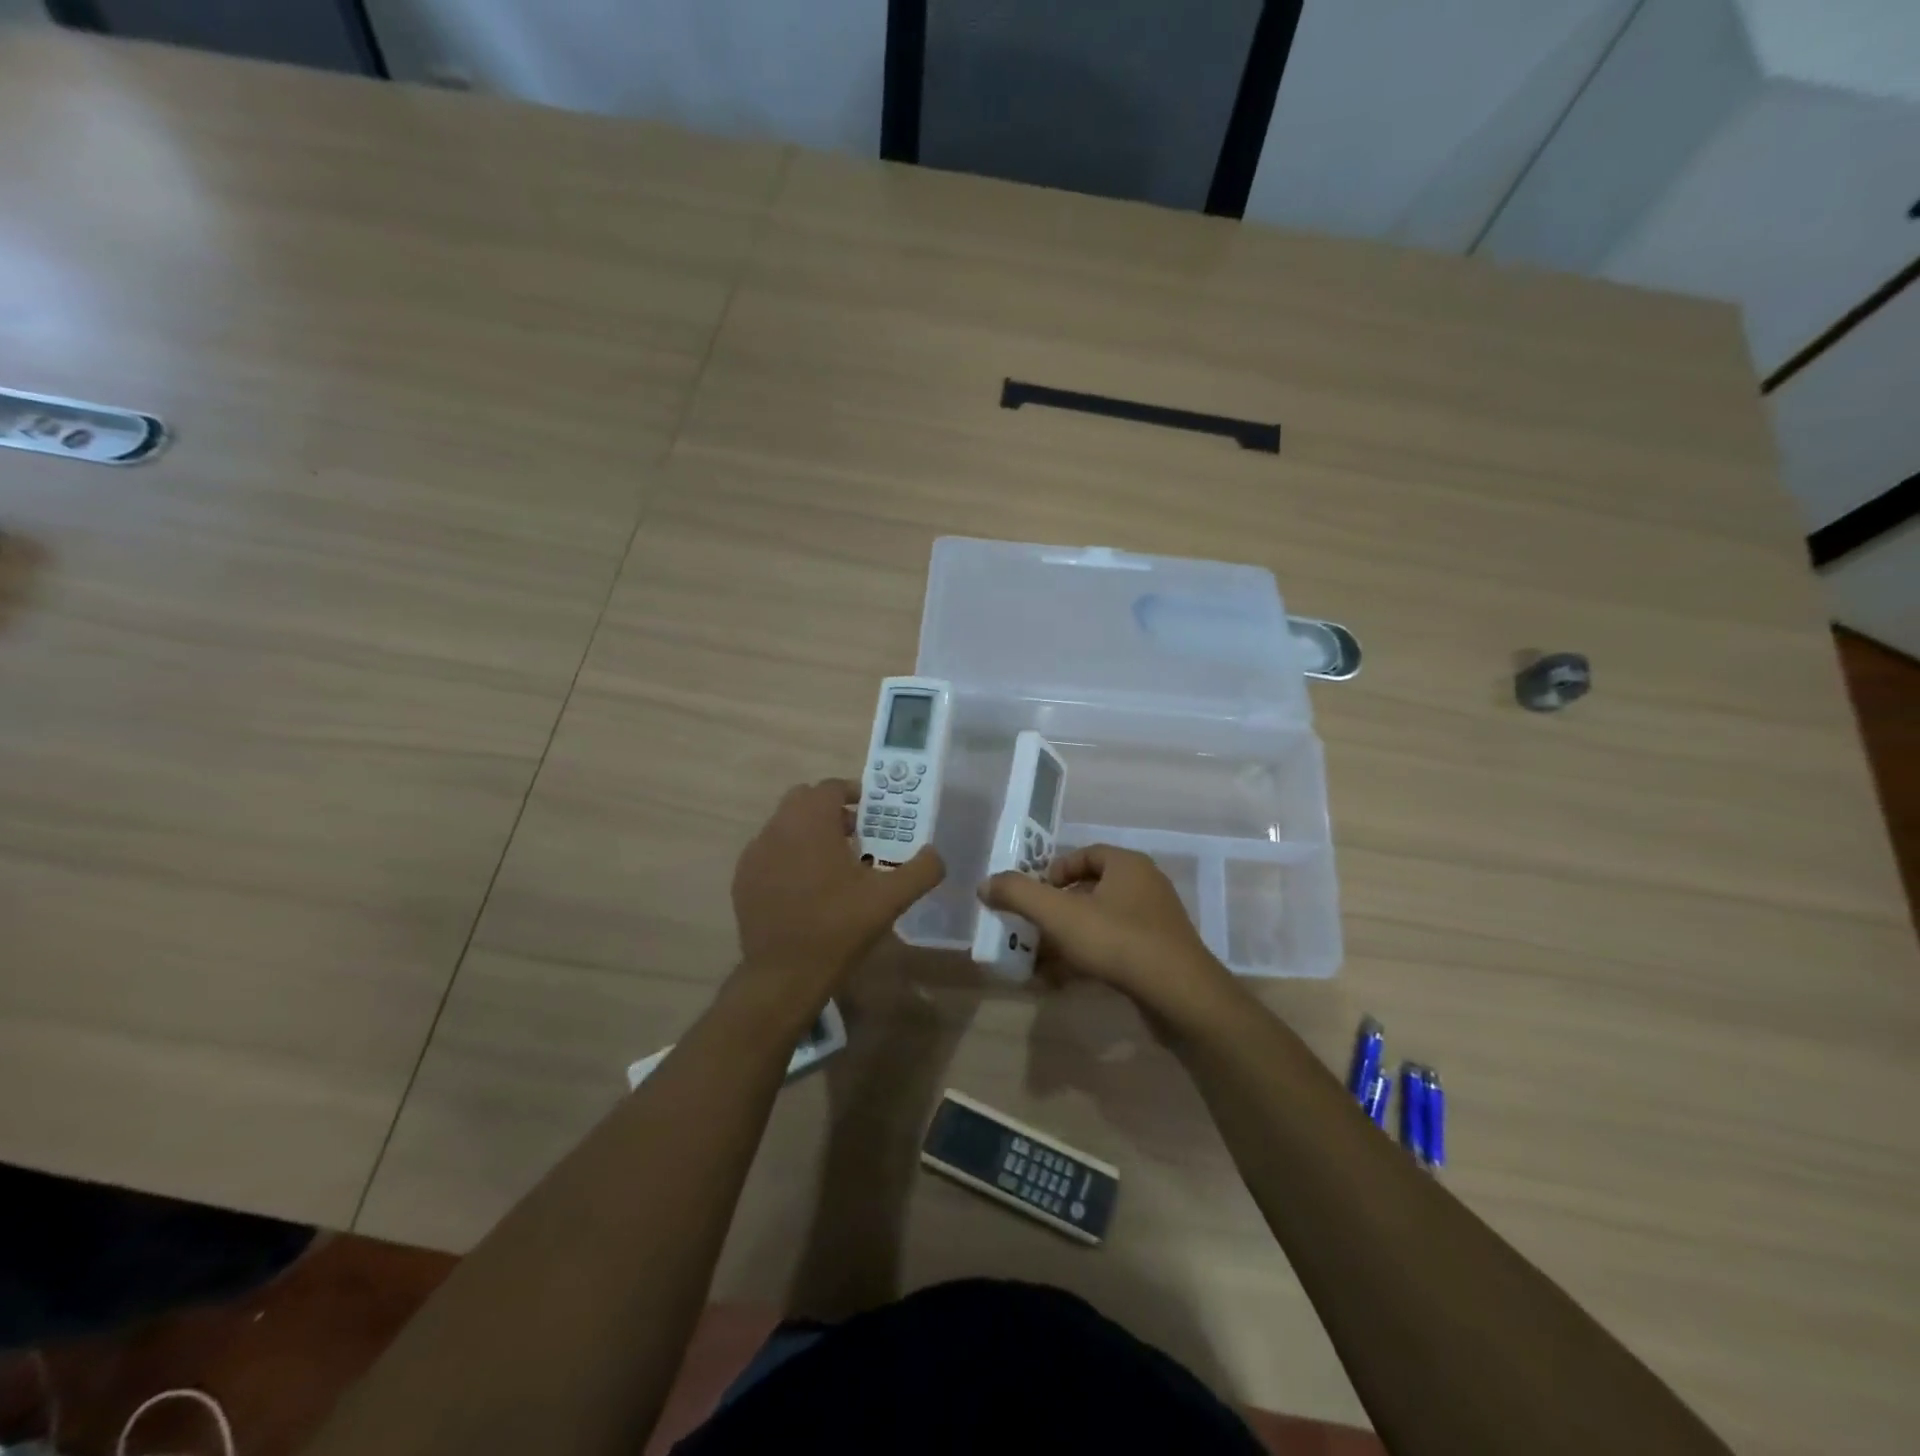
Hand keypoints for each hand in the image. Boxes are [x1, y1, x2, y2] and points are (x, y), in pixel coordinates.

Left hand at [731, 779, 944, 999]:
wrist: (784, 974)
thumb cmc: (838, 927)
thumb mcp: (890, 899)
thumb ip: (921, 870)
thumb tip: (936, 854)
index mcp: (811, 822)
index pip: (830, 787)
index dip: (853, 793)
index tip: (871, 814)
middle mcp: (777, 828)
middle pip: (803, 800)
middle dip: (829, 810)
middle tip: (854, 835)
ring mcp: (755, 854)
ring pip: (784, 825)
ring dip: (807, 832)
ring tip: (832, 864)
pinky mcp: (742, 879)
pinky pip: (768, 852)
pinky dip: (787, 856)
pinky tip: (805, 887)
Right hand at [977, 846, 1240, 1030]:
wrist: (1180, 996)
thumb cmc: (1118, 941)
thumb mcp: (1059, 915)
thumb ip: (1019, 894)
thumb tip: (985, 884)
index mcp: (1127, 865)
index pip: (1084, 855)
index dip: (1054, 872)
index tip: (1033, 896)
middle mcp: (1145, 886)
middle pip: (1089, 891)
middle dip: (1055, 912)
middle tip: (1030, 931)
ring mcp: (1155, 923)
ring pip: (1099, 924)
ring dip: (1067, 941)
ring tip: (1038, 963)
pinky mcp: (1158, 956)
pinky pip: (1114, 949)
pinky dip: (1087, 960)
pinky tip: (1062, 983)